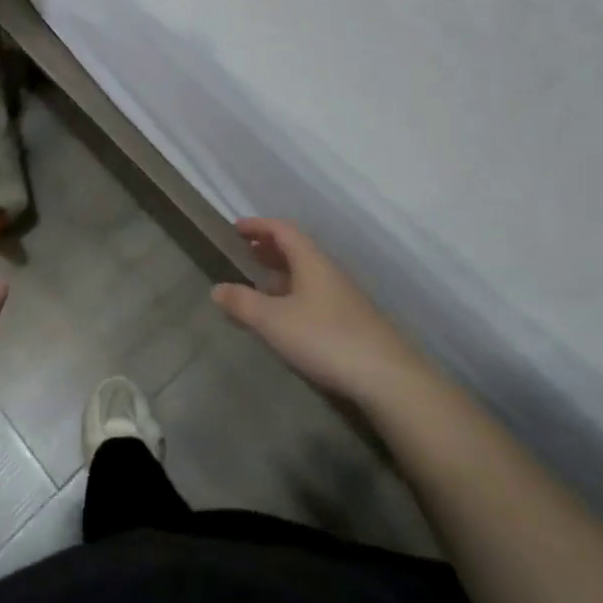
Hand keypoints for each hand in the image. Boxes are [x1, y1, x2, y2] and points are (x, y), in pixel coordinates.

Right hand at [213, 218, 428, 404]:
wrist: (386, 377)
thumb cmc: (325, 338)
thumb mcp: (274, 321)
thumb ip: (243, 303)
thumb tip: (217, 288)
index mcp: (311, 261)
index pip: (283, 230)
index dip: (259, 226)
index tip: (236, 228)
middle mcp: (328, 272)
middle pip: (296, 249)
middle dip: (269, 248)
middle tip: (246, 252)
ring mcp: (343, 297)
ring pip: (306, 274)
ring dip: (282, 273)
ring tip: (260, 284)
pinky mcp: (351, 322)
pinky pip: (314, 295)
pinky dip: (293, 295)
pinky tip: (286, 317)